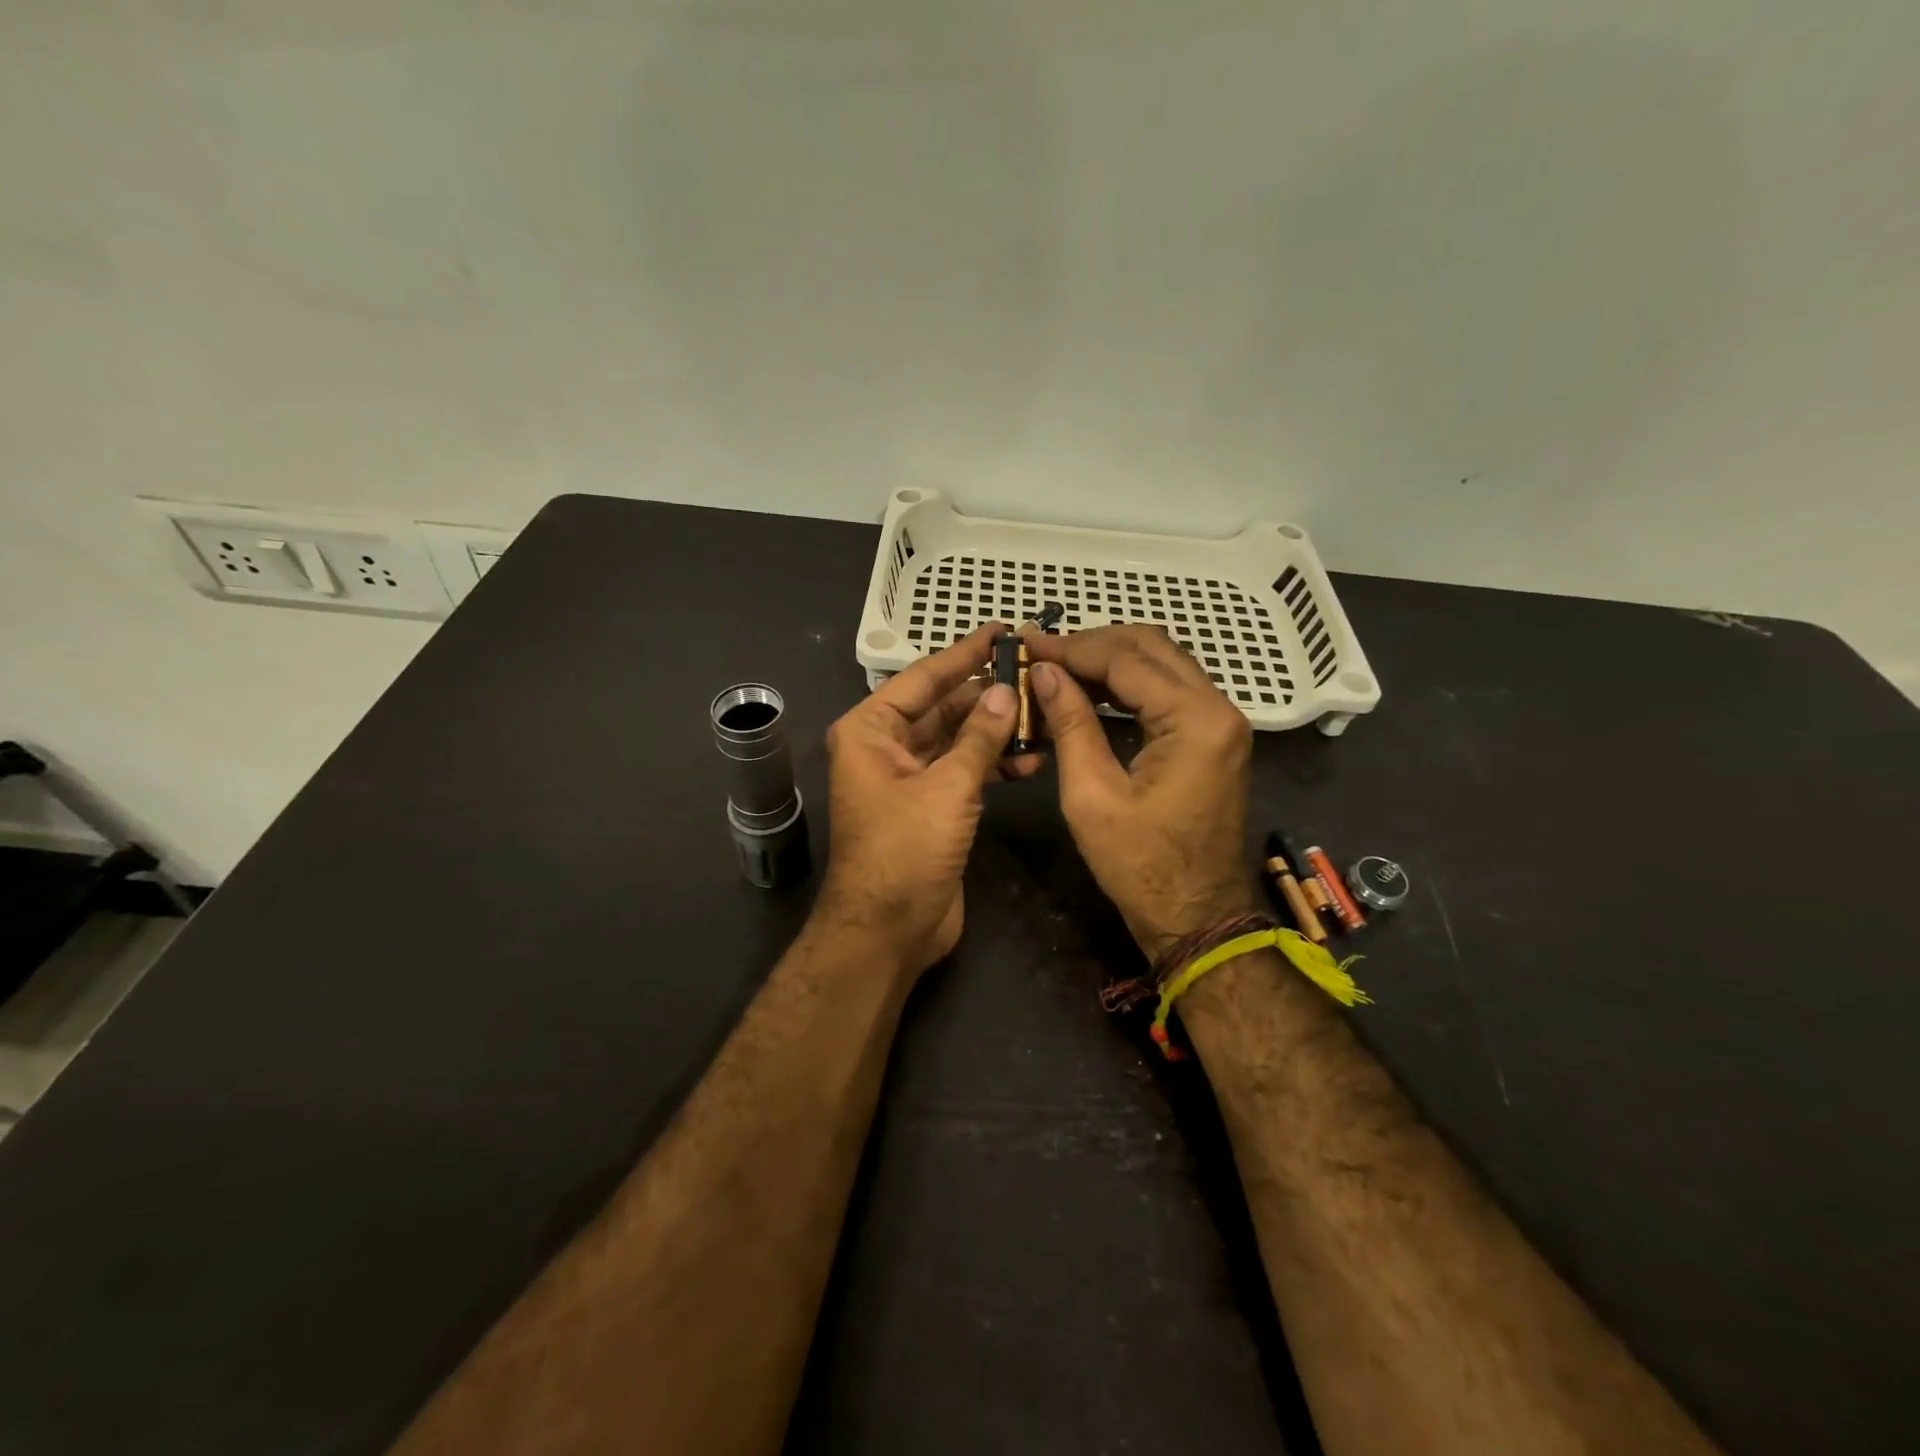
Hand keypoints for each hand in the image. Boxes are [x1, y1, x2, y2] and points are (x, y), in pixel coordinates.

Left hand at [816, 624, 1043, 977]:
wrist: (888, 932)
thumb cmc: (905, 850)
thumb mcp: (947, 788)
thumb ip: (980, 737)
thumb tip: (1005, 692)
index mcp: (871, 731)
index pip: (924, 679)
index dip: (964, 654)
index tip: (1001, 631)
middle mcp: (885, 748)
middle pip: (944, 708)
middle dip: (989, 697)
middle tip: (1037, 678)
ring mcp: (910, 779)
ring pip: (959, 740)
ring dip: (997, 733)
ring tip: (1044, 721)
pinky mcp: (932, 807)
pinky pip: (965, 771)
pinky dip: (994, 764)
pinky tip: (1031, 760)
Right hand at [1024, 625, 1258, 958]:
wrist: (1195, 917)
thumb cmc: (1140, 866)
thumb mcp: (1092, 796)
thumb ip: (1070, 724)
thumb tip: (1044, 673)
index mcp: (1196, 720)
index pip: (1127, 659)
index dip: (1072, 648)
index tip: (1027, 644)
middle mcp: (1218, 708)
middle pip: (1151, 647)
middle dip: (1092, 644)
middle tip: (1042, 655)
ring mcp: (1221, 721)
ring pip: (1162, 662)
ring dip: (1110, 659)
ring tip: (1058, 668)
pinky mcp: (1214, 737)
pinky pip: (1169, 689)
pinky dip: (1129, 683)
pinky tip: (1090, 690)